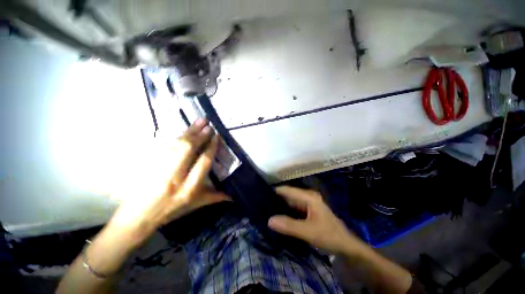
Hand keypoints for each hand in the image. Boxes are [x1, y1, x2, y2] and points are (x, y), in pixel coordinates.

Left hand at [108, 119, 229, 247]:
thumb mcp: (195, 205)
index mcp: (189, 189)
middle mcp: (175, 177)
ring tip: (200, 121)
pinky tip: (184, 130)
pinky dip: (177, 136)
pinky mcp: (149, 164)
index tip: (216, 137)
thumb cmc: (170, 211)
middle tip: (209, 125)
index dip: (210, 148)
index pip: (203, 163)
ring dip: (189, 131)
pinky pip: (164, 145)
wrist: (138, 216)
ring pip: (176, 145)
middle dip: (200, 136)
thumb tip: (232, 196)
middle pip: (188, 150)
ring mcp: (159, 169)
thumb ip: (215, 197)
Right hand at [268, 186, 362, 253]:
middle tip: (260, 204)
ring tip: (264, 209)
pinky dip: (284, 211)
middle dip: (275, 199)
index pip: (287, 190)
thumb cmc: (329, 236)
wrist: (345, 246)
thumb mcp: (309, 232)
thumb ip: (289, 226)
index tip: (260, 195)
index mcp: (308, 196)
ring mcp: (306, 203)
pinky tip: (275, 215)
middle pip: (287, 195)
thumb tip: (269, 220)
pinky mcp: (306, 211)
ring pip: (289, 202)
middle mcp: (306, 197)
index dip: (274, 191)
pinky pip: (292, 208)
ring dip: (278, 205)